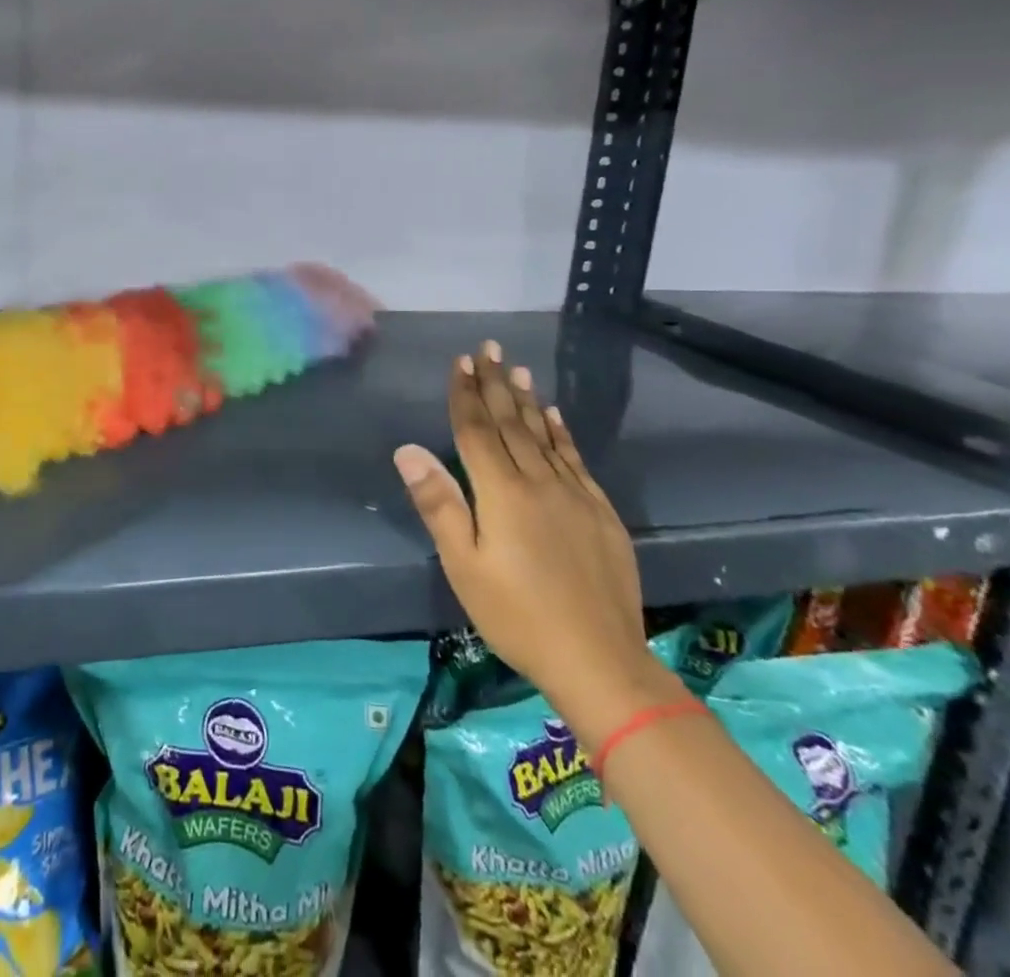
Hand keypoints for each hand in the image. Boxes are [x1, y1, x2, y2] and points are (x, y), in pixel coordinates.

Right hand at [396, 341, 672, 742]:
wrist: (601, 661)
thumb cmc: (517, 615)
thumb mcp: (464, 565)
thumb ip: (439, 503)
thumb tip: (408, 450)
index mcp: (502, 492)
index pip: (477, 430)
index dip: (466, 394)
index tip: (461, 361)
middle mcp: (539, 481)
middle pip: (512, 423)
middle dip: (496, 383)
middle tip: (490, 348)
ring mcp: (575, 495)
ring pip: (545, 435)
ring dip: (527, 399)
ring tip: (518, 369)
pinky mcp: (600, 512)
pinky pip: (575, 459)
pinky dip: (561, 432)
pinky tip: (555, 416)